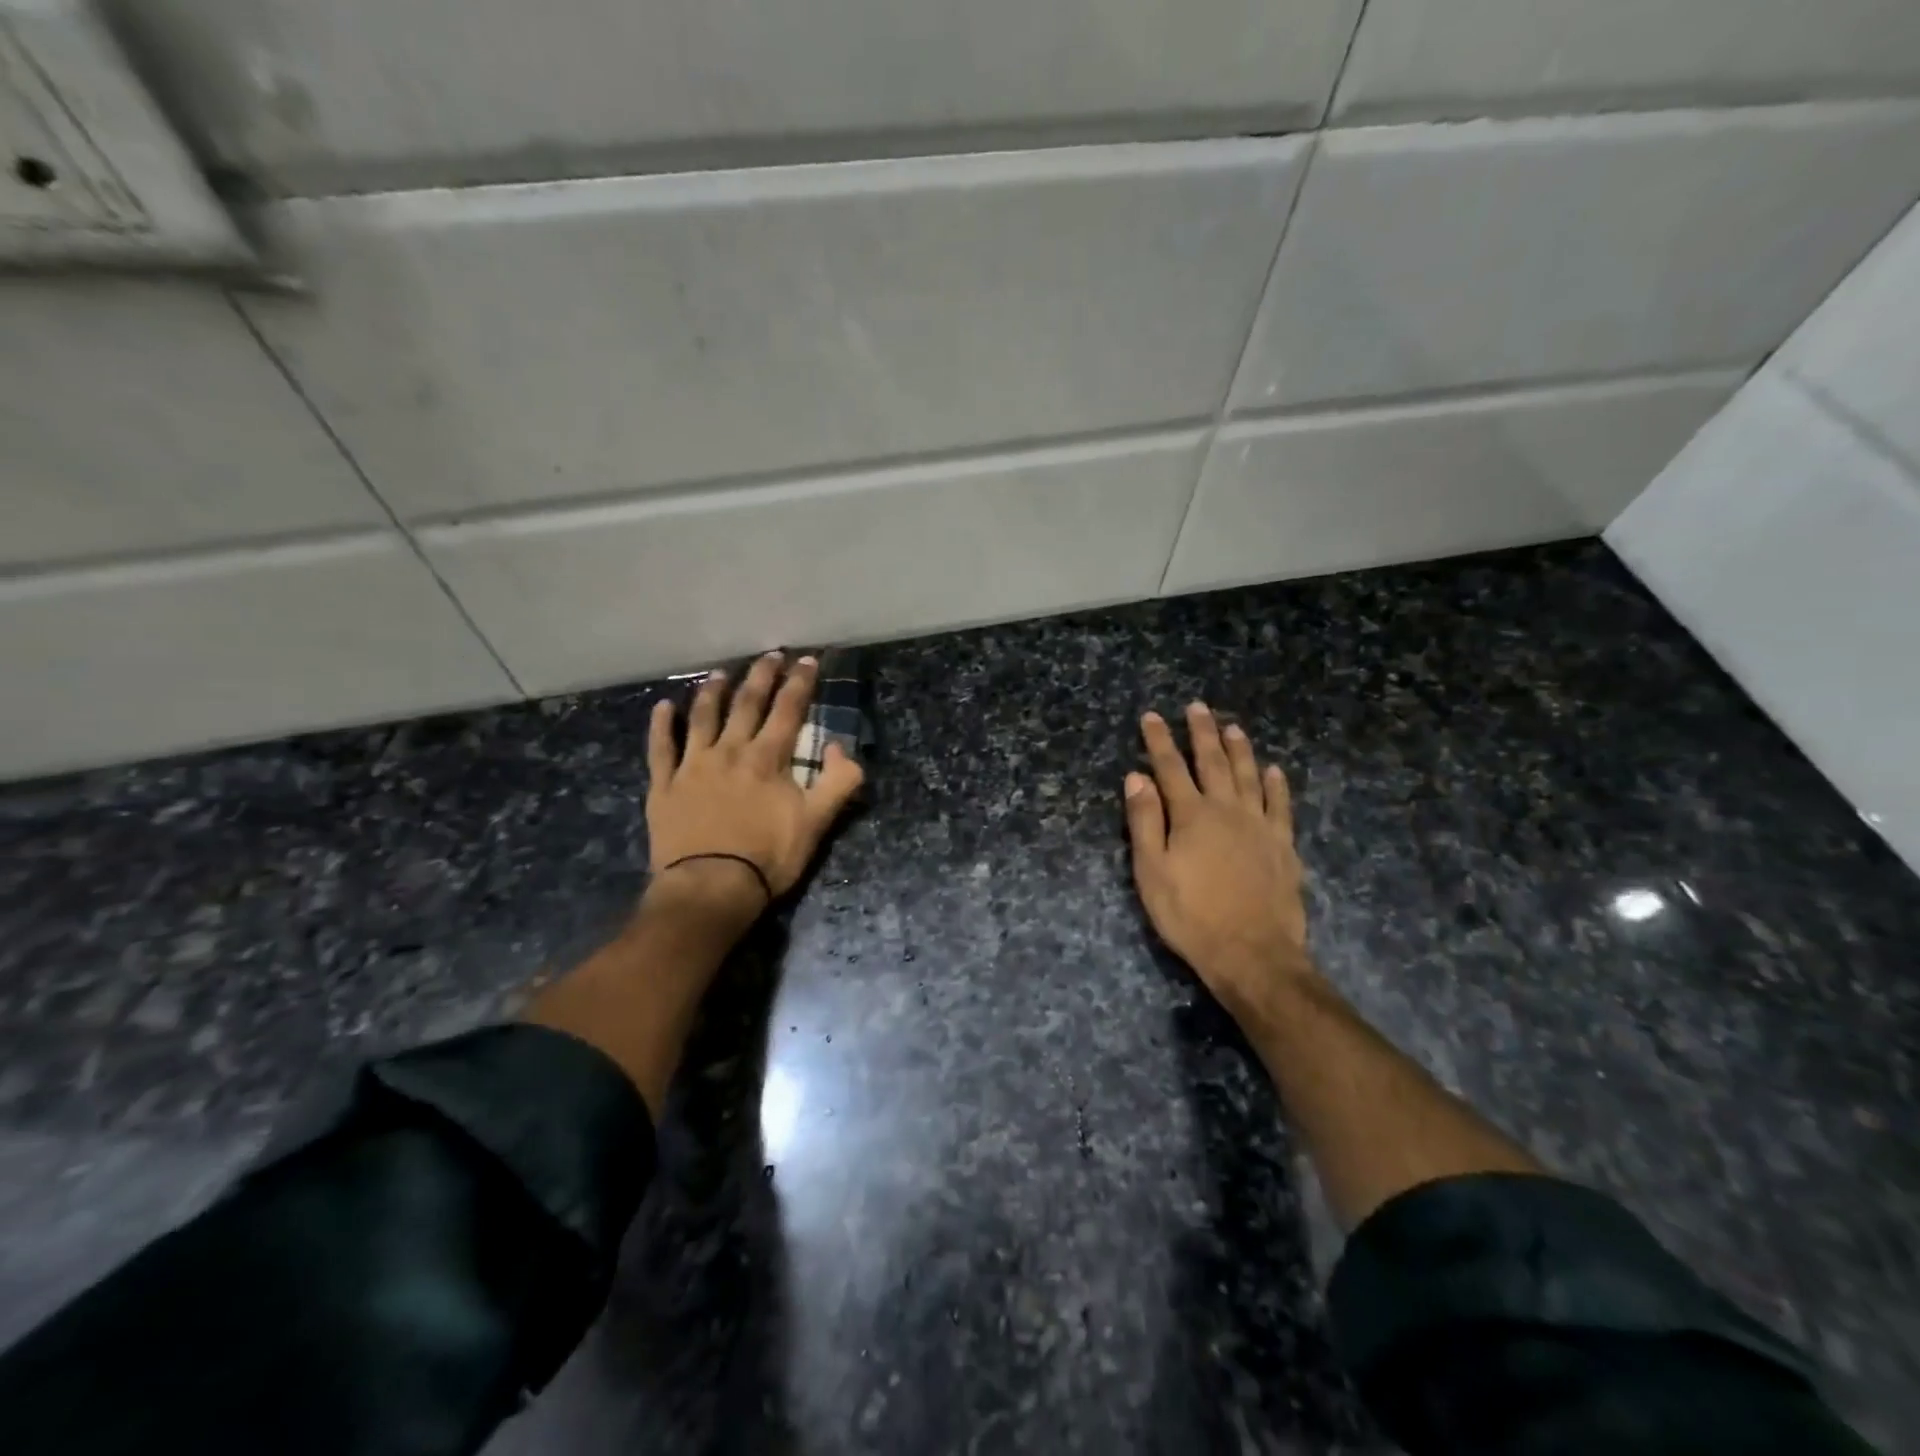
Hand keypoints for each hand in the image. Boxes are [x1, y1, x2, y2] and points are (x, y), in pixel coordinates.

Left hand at [646, 652, 864, 918]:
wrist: (710, 887)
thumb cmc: (768, 857)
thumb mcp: (817, 823)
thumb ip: (838, 781)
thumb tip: (840, 747)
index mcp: (768, 758)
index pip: (788, 709)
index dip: (800, 682)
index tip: (808, 660)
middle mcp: (730, 750)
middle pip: (747, 703)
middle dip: (760, 676)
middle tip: (769, 655)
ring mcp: (693, 765)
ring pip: (703, 717)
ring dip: (712, 692)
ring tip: (719, 673)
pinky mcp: (665, 786)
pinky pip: (661, 748)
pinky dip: (662, 725)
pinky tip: (663, 707)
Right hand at [1123, 703, 1314, 1017]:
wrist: (1252, 953)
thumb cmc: (1191, 915)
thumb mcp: (1152, 872)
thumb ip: (1145, 821)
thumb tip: (1136, 777)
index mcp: (1191, 816)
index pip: (1170, 768)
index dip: (1159, 740)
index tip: (1152, 716)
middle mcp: (1227, 810)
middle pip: (1213, 763)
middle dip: (1202, 733)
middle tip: (1198, 707)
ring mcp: (1260, 826)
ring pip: (1249, 776)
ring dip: (1240, 749)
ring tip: (1233, 726)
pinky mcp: (1283, 845)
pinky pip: (1281, 805)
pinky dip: (1276, 785)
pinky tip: (1274, 770)